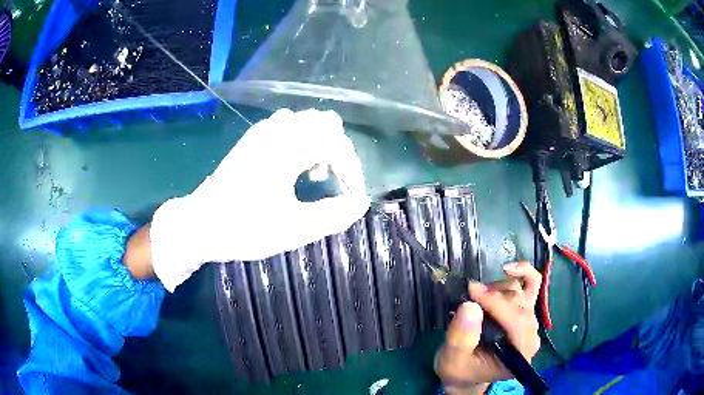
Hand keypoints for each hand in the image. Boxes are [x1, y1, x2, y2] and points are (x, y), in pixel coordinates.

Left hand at [147, 109, 369, 290]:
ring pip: (307, 121)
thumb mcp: (292, 230)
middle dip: (339, 151)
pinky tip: (295, 167)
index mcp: (285, 149)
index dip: (352, 169)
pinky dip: (303, 141)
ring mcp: (262, 131)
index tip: (353, 196)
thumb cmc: (243, 228)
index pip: (335, 143)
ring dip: (321, 143)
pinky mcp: (253, 139)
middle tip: (335, 182)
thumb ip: (333, 216)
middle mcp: (275, 131)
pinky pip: (289, 125)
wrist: (199, 224)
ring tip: (315, 175)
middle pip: (324, 122)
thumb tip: (362, 203)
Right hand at [435, 261, 541, 394]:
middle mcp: (531, 335)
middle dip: (493, 297)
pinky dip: (523, 272)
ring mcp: (531, 321)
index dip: (495, 302)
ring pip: (522, 291)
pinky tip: (508, 269)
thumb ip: (461, 338)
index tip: (471, 292)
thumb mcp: (452, 360)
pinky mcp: (526, 310)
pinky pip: (533, 283)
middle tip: (468, 296)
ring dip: (498, 289)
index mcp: (519, 353)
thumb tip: (470, 305)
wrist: (466, 373)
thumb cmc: (460, 370)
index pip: (516, 321)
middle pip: (520, 304)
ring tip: (476, 297)